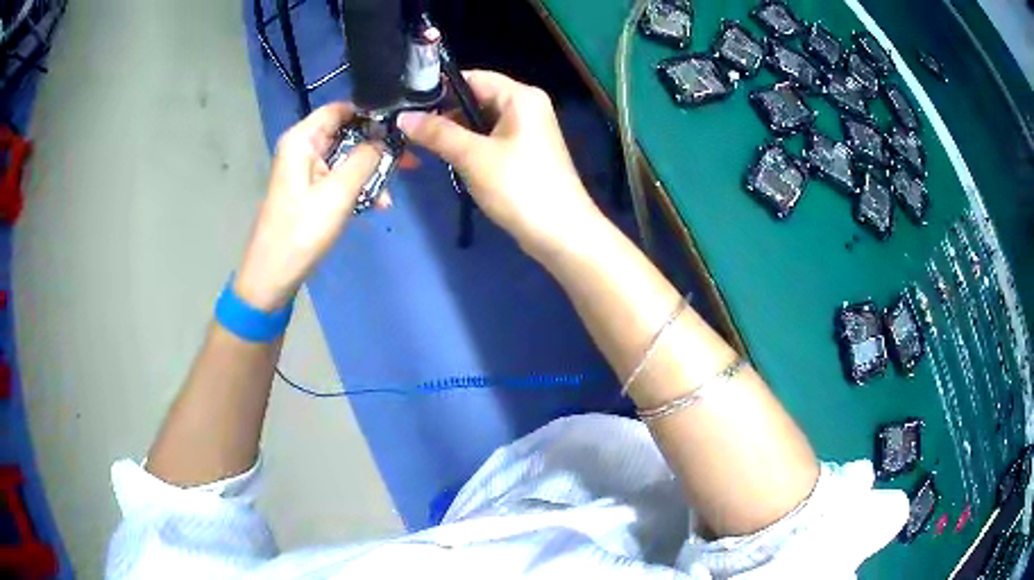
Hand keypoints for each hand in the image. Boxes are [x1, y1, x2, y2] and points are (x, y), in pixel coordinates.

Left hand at [236, 103, 381, 309]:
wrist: (273, 275)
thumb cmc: (302, 230)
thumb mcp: (339, 192)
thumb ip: (365, 158)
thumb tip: (385, 139)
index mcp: (303, 139)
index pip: (341, 108)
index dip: (371, 113)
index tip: (401, 126)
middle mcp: (303, 147)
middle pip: (346, 133)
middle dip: (376, 147)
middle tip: (408, 161)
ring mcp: (305, 169)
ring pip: (346, 157)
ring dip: (370, 172)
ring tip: (390, 194)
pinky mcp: (309, 189)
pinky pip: (339, 177)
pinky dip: (357, 187)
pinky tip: (377, 204)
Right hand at [397, 70, 604, 259]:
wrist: (560, 233)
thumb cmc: (519, 187)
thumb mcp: (473, 156)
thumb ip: (437, 132)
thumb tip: (403, 117)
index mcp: (520, 96)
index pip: (472, 77)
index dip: (438, 89)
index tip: (407, 105)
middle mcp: (526, 106)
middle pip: (475, 98)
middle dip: (443, 114)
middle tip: (409, 130)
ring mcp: (526, 130)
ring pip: (480, 121)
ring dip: (453, 133)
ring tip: (421, 147)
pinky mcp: (524, 152)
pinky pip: (489, 139)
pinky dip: (469, 146)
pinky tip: (447, 159)